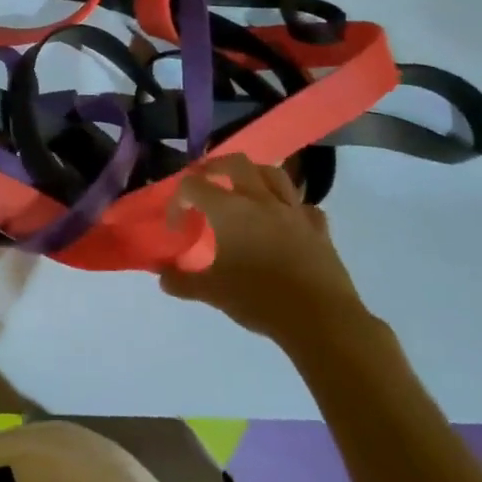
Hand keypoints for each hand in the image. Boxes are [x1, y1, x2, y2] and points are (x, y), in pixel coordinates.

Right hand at [161, 153, 369, 353]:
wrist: (320, 319)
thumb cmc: (259, 300)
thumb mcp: (212, 293)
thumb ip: (182, 282)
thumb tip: (161, 278)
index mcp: (230, 210)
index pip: (194, 186)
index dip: (178, 200)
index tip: (177, 225)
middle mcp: (261, 200)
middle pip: (236, 163)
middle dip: (215, 167)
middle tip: (206, 183)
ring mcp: (294, 211)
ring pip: (274, 174)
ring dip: (255, 175)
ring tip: (245, 190)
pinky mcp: (319, 228)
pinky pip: (304, 206)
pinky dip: (291, 207)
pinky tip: (285, 220)